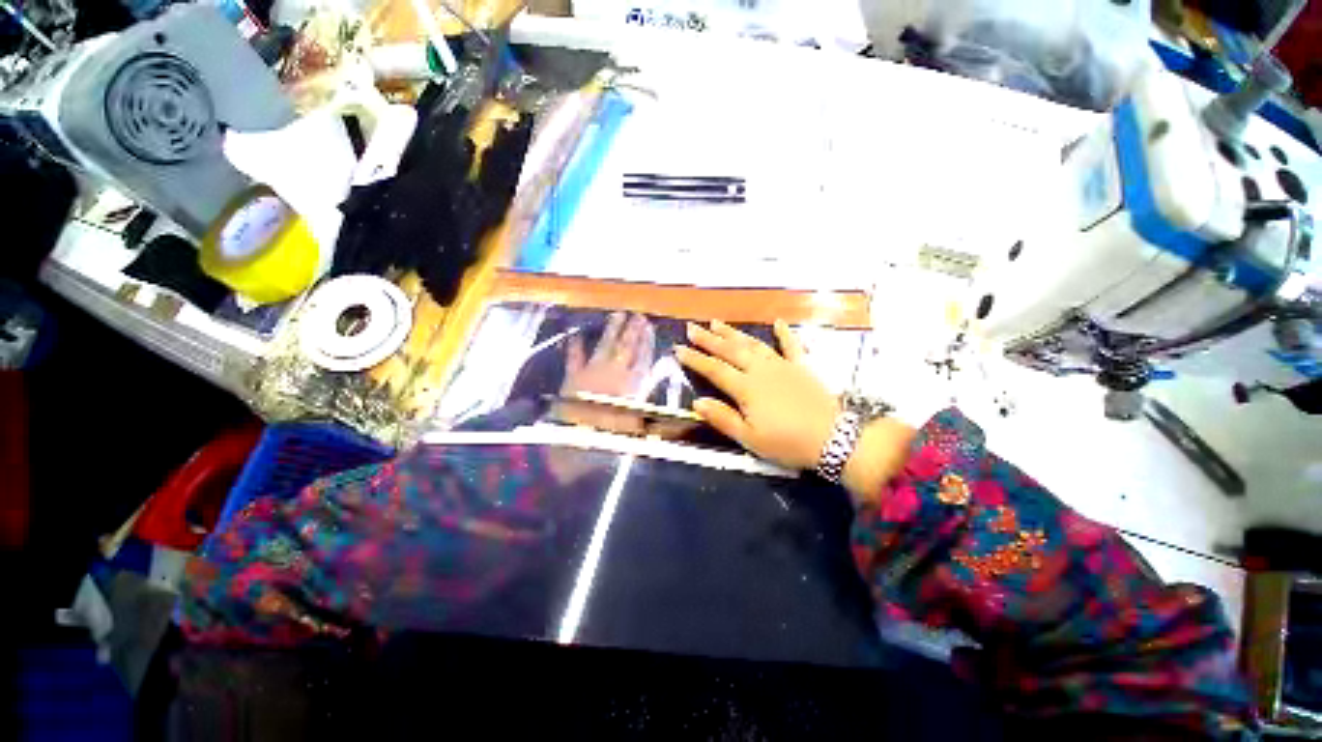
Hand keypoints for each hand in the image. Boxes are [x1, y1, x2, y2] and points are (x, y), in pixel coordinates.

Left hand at [555, 312, 655, 434]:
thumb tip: (661, 369)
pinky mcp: (573, 377)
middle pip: (626, 347)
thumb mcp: (639, 417)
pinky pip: (574, 358)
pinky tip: (577, 334)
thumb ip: (648, 389)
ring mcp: (593, 372)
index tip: (649, 327)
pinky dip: (575, 346)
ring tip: (618, 314)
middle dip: (633, 331)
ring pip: (605, 346)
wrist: (579, 440)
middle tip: (637, 315)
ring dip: (612, 330)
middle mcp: (615, 373)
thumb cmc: (614, 434)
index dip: (647, 342)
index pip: (643, 358)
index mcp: (633, 384)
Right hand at [675, 320, 838, 469]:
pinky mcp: (801, 367)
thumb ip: (722, 418)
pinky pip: (791, 345)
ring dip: (734, 332)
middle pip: (730, 350)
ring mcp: (782, 365)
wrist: (834, 438)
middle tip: (692, 327)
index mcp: (746, 388)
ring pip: (753, 344)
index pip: (714, 369)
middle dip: (708, 339)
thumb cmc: (788, 442)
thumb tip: (697, 403)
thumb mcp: (750, 438)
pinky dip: (784, 333)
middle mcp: (761, 370)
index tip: (678, 348)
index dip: (695, 359)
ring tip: (717, 322)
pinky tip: (777, 322)